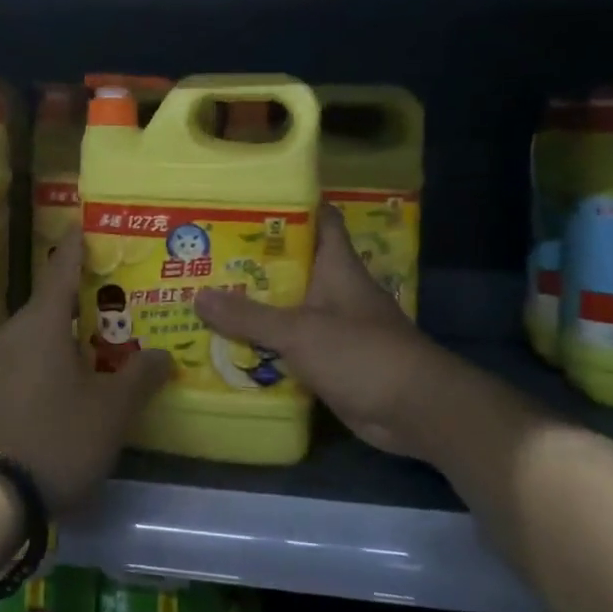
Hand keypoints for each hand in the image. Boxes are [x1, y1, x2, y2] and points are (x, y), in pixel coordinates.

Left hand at [0, 229, 170, 513]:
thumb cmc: (56, 437)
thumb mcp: (111, 410)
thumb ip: (140, 377)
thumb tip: (163, 354)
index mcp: (41, 323)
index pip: (61, 270)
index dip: (75, 247)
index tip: (82, 224)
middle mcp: (12, 332)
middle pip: (49, 303)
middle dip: (80, 299)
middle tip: (113, 299)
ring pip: (36, 333)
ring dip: (64, 332)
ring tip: (96, 342)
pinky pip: (23, 358)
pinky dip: (47, 356)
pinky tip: (66, 378)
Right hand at [196, 205, 450, 459]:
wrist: (415, 411)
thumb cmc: (361, 352)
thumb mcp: (300, 330)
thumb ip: (249, 316)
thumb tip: (197, 296)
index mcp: (337, 266)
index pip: (319, 219)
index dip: (290, 205)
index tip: (248, 201)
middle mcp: (336, 289)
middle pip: (293, 264)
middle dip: (254, 261)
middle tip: (208, 254)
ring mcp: (335, 326)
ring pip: (289, 307)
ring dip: (256, 306)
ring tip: (207, 297)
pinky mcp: (331, 360)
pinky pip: (291, 345)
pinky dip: (266, 344)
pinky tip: (230, 346)